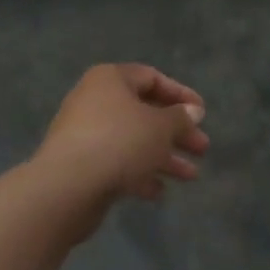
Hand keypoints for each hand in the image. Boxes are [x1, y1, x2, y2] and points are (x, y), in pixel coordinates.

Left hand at [34, 64, 208, 204]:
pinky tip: (158, 191)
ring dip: (164, 157)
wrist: (67, 186)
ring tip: (191, 177)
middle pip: (144, 112)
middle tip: (202, 148)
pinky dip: (139, 174)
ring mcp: (85, 134)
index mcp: (110, 80)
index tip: (202, 113)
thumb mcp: (160, 127)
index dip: (180, 94)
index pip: (152, 78)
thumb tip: (192, 111)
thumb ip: (180, 118)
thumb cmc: (119, 142)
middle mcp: (95, 101)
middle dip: (176, 132)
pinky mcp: (81, 164)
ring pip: (133, 141)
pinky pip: (117, 163)